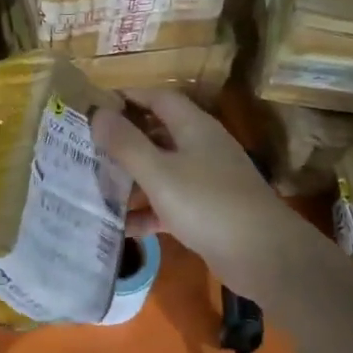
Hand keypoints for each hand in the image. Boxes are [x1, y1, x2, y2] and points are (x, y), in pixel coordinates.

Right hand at [92, 89, 305, 298]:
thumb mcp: (159, 172)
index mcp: (194, 127)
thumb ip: (126, 143)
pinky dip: (148, 211)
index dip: (127, 97)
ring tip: (96, 187)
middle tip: (87, 150)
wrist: (264, 255)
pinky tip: (122, 227)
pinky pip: (170, 202)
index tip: (94, 107)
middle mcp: (202, 146)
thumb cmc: (208, 204)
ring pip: (162, 170)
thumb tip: (98, 112)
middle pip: (158, 133)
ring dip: (133, 178)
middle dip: (124, 140)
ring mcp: (207, 179)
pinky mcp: (208, 211)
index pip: (157, 98)